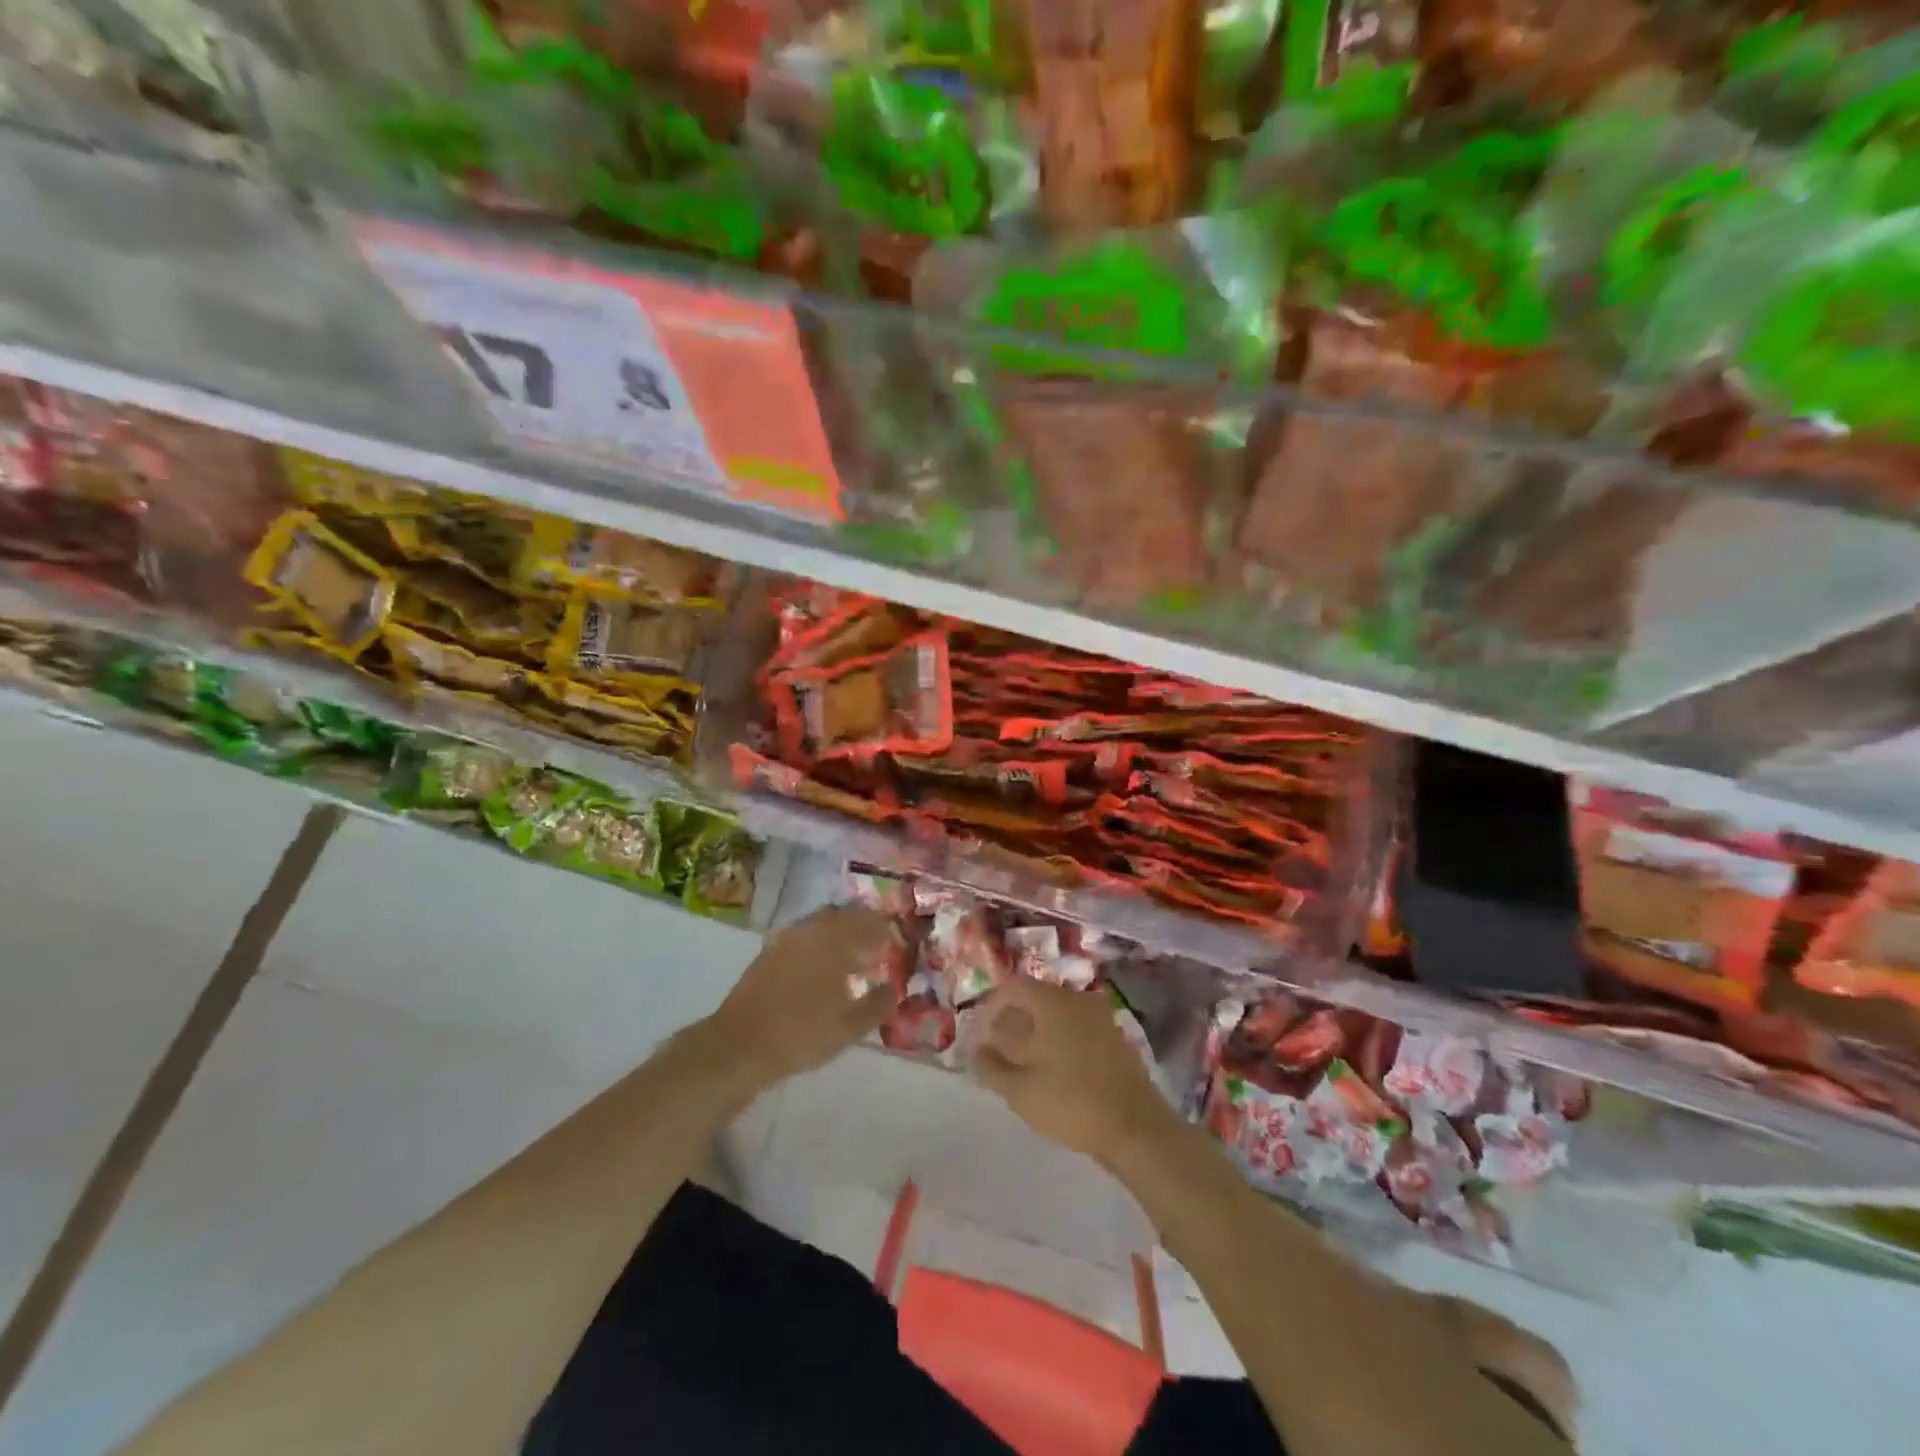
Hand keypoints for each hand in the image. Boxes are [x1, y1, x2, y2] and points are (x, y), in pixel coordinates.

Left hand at [706, 905, 896, 1085]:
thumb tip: (893, 989)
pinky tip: (824, 969)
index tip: (898, 942)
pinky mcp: (768, 954)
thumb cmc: (800, 1034)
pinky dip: (820, 945)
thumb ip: (877, 1005)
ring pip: (821, 926)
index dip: (886, 930)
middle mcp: (809, 931)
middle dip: (864, 927)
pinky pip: (804, 938)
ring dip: (841, 935)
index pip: (868, 922)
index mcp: (832, 941)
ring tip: (855, 958)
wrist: (738, 1047)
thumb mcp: (848, 1027)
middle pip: (843, 916)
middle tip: (879, 944)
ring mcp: (785, 940)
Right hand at [969, 978, 1178, 1166]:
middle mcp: (1076, 999)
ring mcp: (1099, 1017)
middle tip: (998, 1051)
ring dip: (1036, 1031)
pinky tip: (1054, 1070)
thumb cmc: (1071, 1102)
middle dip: (1012, 1020)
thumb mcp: (1019, 1090)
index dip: (991, 1009)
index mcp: (1051, 1001)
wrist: (1136, 1128)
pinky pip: (1077, 1027)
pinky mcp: (1114, 1037)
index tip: (981, 1038)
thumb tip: (977, 1050)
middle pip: (1035, 997)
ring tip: (1023, 1063)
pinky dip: (1059, 1040)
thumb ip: (991, 1067)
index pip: (1012, 987)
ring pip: (1057, 1013)